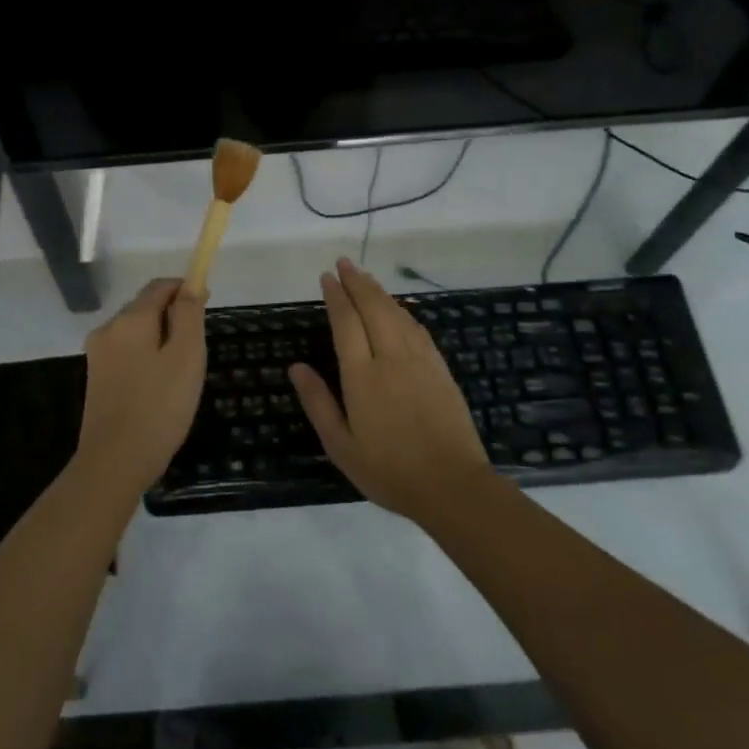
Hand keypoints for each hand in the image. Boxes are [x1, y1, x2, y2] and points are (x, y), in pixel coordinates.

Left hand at [74, 277, 207, 496]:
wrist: (115, 462)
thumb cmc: (159, 407)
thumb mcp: (186, 356)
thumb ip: (189, 316)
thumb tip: (190, 286)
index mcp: (130, 319)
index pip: (160, 286)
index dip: (185, 289)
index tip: (207, 304)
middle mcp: (108, 329)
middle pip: (145, 307)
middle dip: (173, 316)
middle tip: (198, 348)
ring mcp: (98, 354)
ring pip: (136, 332)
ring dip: (161, 338)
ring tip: (182, 371)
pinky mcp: (96, 378)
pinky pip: (127, 353)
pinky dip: (147, 357)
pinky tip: (159, 386)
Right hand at [288, 258, 491, 519]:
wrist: (451, 485)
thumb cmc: (388, 470)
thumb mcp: (341, 446)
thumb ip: (318, 402)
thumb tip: (296, 367)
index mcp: (362, 376)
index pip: (346, 323)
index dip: (336, 296)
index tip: (327, 277)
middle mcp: (391, 358)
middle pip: (373, 308)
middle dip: (357, 282)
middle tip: (344, 263)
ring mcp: (420, 361)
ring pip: (397, 314)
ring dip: (379, 292)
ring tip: (365, 278)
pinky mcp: (440, 369)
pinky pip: (418, 329)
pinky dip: (403, 311)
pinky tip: (398, 309)